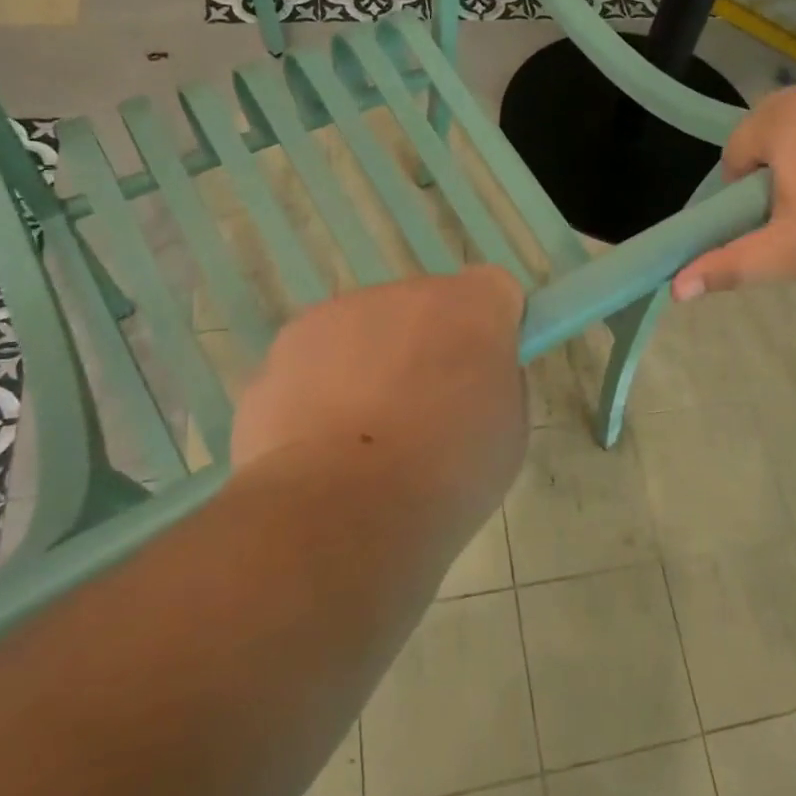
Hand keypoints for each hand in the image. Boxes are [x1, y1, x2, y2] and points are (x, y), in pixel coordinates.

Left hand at [232, 266, 528, 512]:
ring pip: (368, 329)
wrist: (340, 506)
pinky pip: (319, 359)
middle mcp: (406, 292)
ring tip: (365, 438)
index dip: (492, 328)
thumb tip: (471, 376)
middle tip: (426, 413)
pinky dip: (324, 389)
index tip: (484, 370)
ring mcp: (339, 312)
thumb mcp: (508, 433)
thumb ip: (496, 383)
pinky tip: (322, 444)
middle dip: (428, 345)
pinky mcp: (287, 344)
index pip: (494, 289)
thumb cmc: (446, 474)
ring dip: (373, 364)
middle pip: (426, 307)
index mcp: (472, 306)